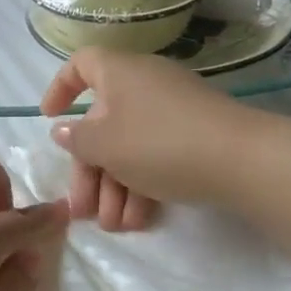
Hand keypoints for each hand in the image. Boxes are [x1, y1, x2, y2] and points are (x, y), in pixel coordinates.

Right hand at [39, 49, 249, 230]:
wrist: (241, 159)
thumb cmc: (159, 142)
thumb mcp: (106, 145)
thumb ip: (78, 138)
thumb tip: (64, 130)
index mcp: (119, 72)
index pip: (81, 65)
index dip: (60, 88)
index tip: (49, 118)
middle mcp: (144, 84)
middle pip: (103, 122)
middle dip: (90, 170)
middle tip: (83, 210)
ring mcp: (173, 110)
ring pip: (130, 144)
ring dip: (115, 187)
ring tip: (114, 226)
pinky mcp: (195, 134)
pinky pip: (156, 153)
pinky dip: (143, 183)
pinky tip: (139, 219)